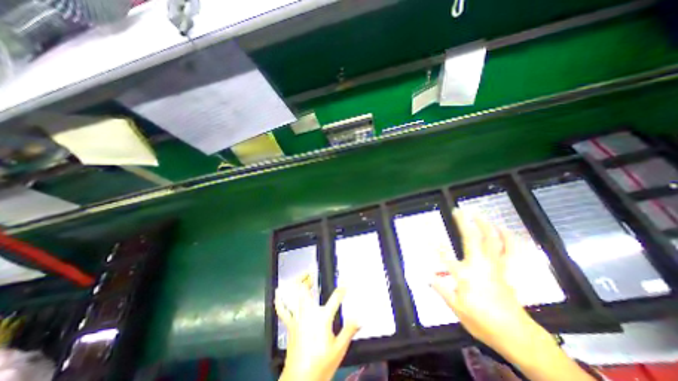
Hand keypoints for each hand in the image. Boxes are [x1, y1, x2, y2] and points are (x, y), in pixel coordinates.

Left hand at [275, 274, 358, 380]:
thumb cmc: (321, 365)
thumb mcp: (339, 349)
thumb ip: (349, 330)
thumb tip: (360, 318)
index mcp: (322, 317)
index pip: (335, 298)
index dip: (342, 289)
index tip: (347, 282)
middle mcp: (308, 313)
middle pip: (304, 290)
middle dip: (306, 279)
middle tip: (311, 273)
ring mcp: (297, 318)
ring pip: (292, 296)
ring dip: (295, 285)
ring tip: (301, 278)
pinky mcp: (290, 325)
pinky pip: (282, 310)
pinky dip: (280, 301)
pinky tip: (278, 293)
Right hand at [431, 209, 531, 353]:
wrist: (516, 335)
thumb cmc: (482, 321)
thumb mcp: (456, 308)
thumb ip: (441, 289)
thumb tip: (426, 276)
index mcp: (465, 275)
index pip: (444, 254)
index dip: (433, 240)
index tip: (426, 228)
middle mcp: (480, 265)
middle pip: (471, 239)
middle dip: (463, 222)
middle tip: (458, 210)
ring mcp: (496, 266)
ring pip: (492, 240)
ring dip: (485, 224)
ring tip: (478, 213)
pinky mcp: (507, 270)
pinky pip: (511, 251)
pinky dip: (508, 238)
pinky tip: (503, 229)